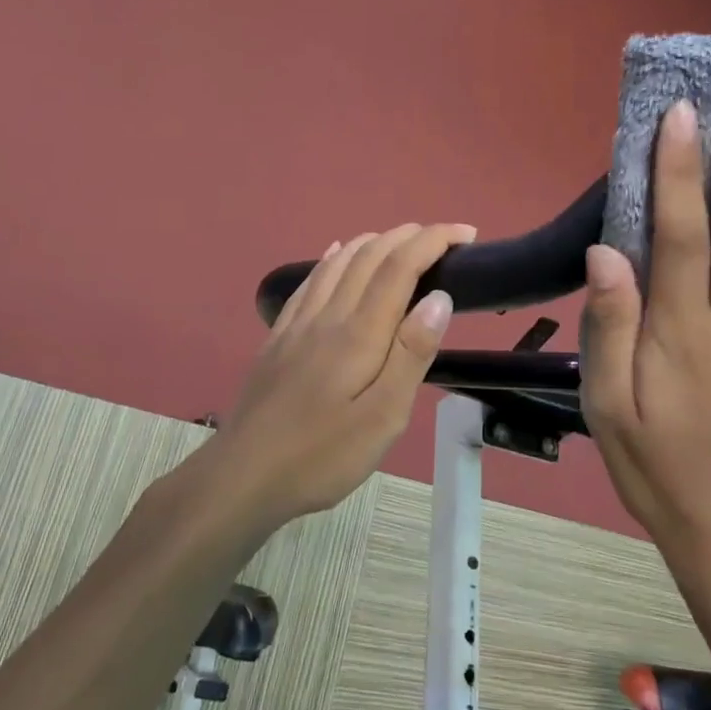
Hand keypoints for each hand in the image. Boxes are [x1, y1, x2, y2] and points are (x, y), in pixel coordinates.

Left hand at [210, 223, 474, 524]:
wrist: (243, 476)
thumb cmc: (322, 456)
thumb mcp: (382, 418)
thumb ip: (411, 354)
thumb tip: (439, 297)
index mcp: (359, 333)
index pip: (400, 266)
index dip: (434, 240)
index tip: (467, 233)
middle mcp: (328, 315)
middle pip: (369, 254)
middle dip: (410, 235)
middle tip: (444, 237)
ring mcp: (298, 324)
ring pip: (338, 261)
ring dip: (374, 240)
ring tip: (402, 241)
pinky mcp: (279, 337)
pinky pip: (310, 280)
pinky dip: (333, 258)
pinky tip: (336, 254)